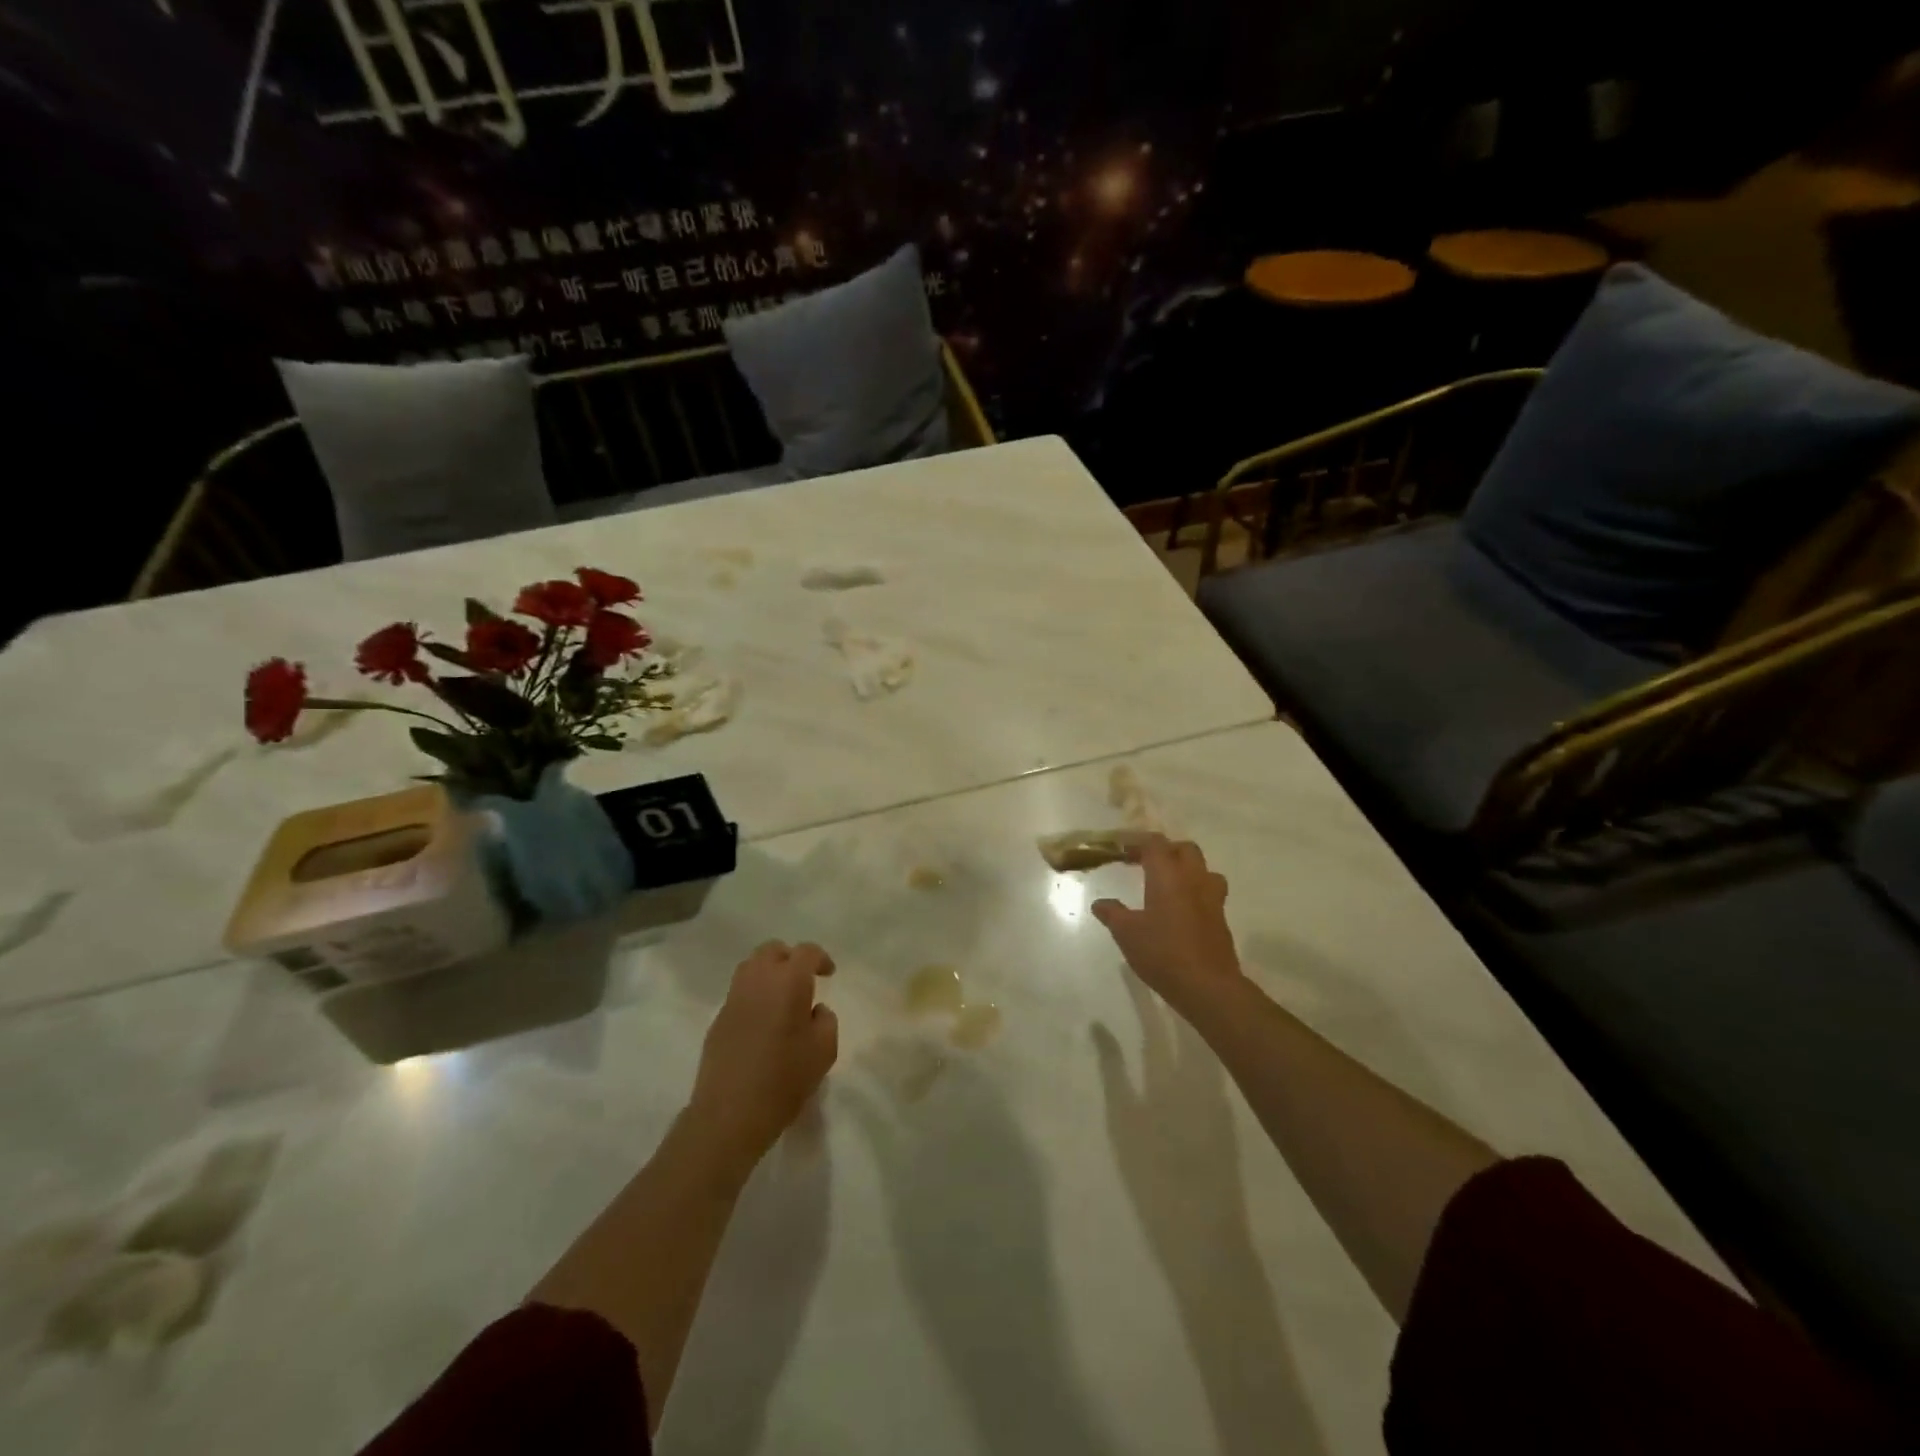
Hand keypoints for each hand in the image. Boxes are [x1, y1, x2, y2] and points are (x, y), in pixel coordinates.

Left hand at [687, 941, 838, 1180]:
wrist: (730, 1114)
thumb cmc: (785, 1079)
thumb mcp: (824, 1050)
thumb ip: (826, 1020)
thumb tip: (814, 1010)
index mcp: (788, 981)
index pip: (806, 952)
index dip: (820, 958)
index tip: (828, 974)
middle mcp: (758, 980)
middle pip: (772, 950)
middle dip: (790, 958)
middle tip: (804, 979)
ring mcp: (733, 998)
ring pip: (751, 967)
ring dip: (769, 973)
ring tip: (782, 997)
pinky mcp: (718, 1019)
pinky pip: (739, 993)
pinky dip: (754, 995)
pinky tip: (763, 1022)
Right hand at [1091, 836, 1243, 1021]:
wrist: (1208, 986)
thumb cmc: (1163, 953)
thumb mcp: (1127, 934)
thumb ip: (1112, 914)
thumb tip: (1100, 903)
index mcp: (1168, 876)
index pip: (1155, 843)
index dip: (1138, 842)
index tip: (1121, 850)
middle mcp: (1194, 880)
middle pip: (1185, 849)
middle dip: (1165, 851)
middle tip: (1145, 863)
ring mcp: (1212, 899)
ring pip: (1203, 869)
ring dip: (1186, 869)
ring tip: (1168, 884)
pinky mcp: (1221, 919)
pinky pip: (1209, 892)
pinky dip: (1194, 892)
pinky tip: (1180, 910)